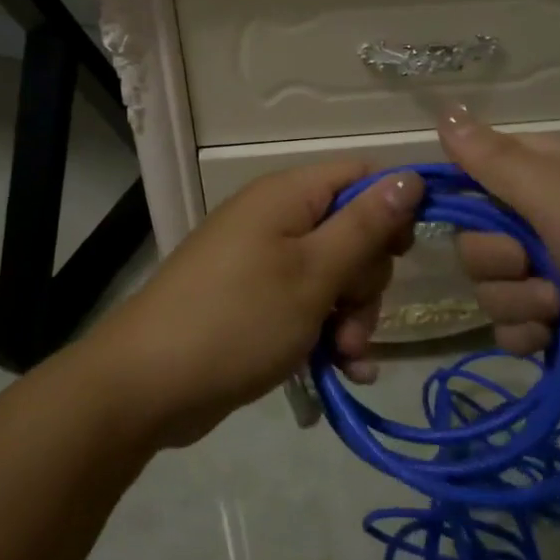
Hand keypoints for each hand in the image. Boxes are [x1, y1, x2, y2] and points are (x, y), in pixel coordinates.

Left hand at [85, 162, 420, 446]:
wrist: (148, 384)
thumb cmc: (238, 319)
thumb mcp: (314, 274)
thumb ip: (366, 226)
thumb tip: (411, 176)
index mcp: (287, 196)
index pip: (359, 175)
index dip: (391, 207)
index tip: (405, 253)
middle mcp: (275, 219)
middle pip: (351, 231)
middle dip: (366, 281)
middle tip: (353, 321)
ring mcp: (262, 261)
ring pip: (333, 276)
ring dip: (351, 317)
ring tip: (345, 357)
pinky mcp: (254, 300)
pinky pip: (306, 304)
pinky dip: (327, 333)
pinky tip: (342, 371)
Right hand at [441, 112, 559, 426]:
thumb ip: (496, 163)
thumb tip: (444, 111)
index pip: (485, 165)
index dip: (464, 189)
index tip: (454, 212)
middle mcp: (556, 217)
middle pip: (479, 232)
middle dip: (495, 258)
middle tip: (530, 265)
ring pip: (492, 283)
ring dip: (517, 300)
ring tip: (559, 309)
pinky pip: (512, 323)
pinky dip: (527, 333)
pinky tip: (552, 340)